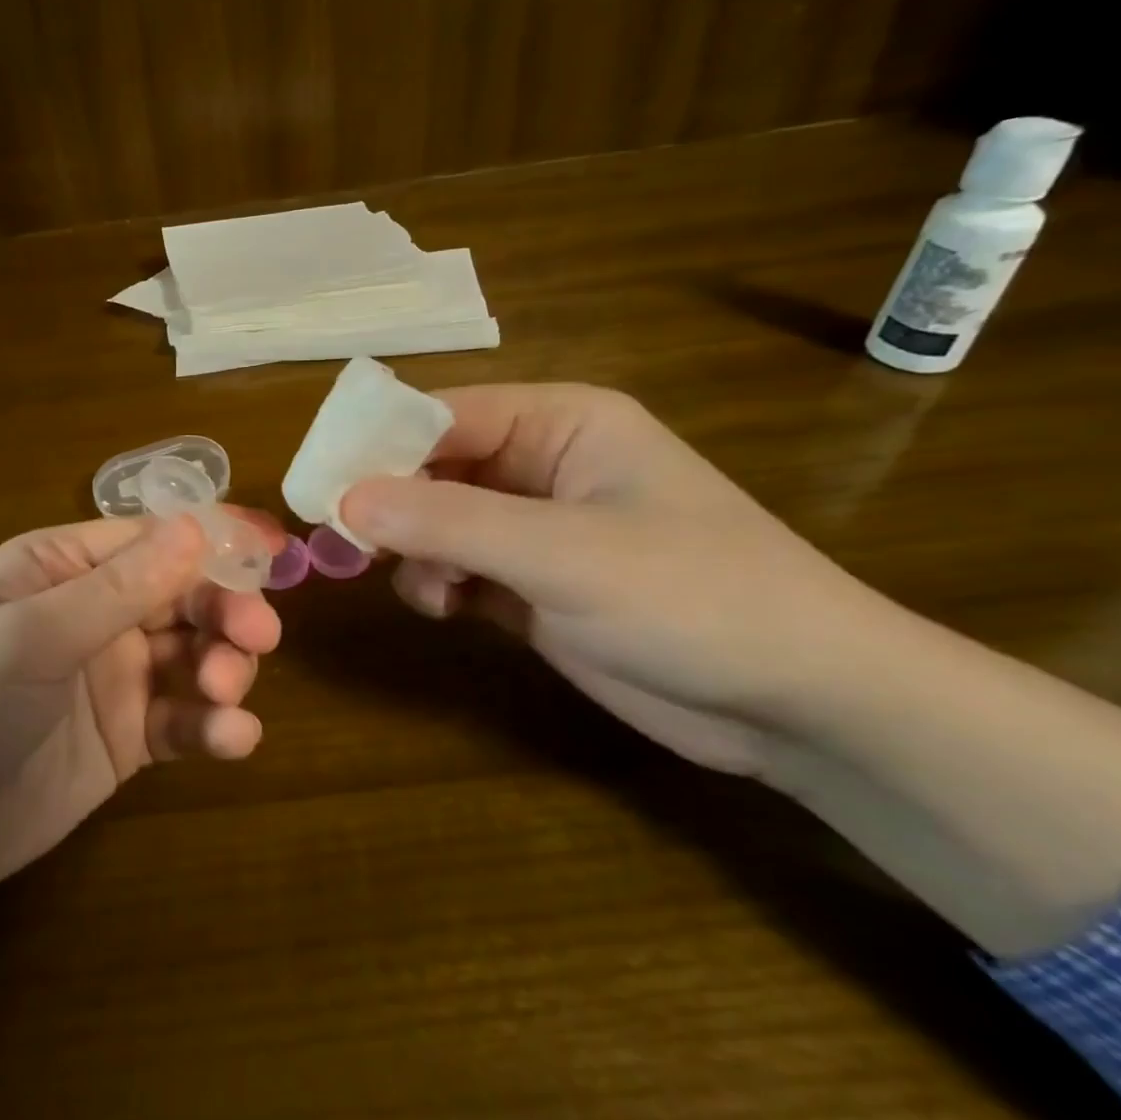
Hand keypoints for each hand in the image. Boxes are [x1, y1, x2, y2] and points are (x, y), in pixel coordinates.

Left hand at [0, 513, 281, 983]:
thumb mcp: (29, 638)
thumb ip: (118, 588)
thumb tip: (199, 525)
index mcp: (64, 568)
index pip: (154, 537)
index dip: (217, 539)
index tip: (277, 551)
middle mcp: (94, 613)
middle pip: (186, 593)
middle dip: (227, 609)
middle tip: (256, 639)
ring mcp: (112, 677)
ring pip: (195, 653)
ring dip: (225, 667)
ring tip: (223, 695)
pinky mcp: (124, 739)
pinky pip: (184, 720)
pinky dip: (214, 726)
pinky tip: (232, 741)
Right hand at [340, 384, 901, 775]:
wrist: (802, 705)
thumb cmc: (694, 598)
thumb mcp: (563, 553)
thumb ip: (449, 520)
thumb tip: (345, 498)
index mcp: (559, 422)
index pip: (441, 414)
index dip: (376, 444)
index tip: (319, 487)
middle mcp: (541, 463)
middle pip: (432, 466)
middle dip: (392, 505)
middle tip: (347, 545)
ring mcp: (536, 526)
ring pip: (437, 519)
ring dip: (416, 550)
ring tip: (428, 590)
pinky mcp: (533, 583)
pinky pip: (457, 564)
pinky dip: (438, 582)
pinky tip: (446, 608)